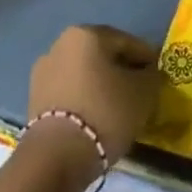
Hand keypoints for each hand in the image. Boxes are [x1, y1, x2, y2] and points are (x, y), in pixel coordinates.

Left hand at [27, 25, 161, 177]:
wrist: (55, 158)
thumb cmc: (105, 113)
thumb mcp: (143, 93)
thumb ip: (151, 76)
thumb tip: (148, 73)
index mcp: (88, 33)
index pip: (128, 42)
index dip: (147, 60)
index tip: (158, 78)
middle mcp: (62, 43)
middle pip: (103, 56)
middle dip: (121, 71)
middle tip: (139, 93)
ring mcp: (43, 71)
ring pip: (84, 74)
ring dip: (101, 86)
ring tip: (117, 110)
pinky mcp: (34, 99)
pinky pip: (69, 92)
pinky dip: (84, 100)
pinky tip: (96, 119)